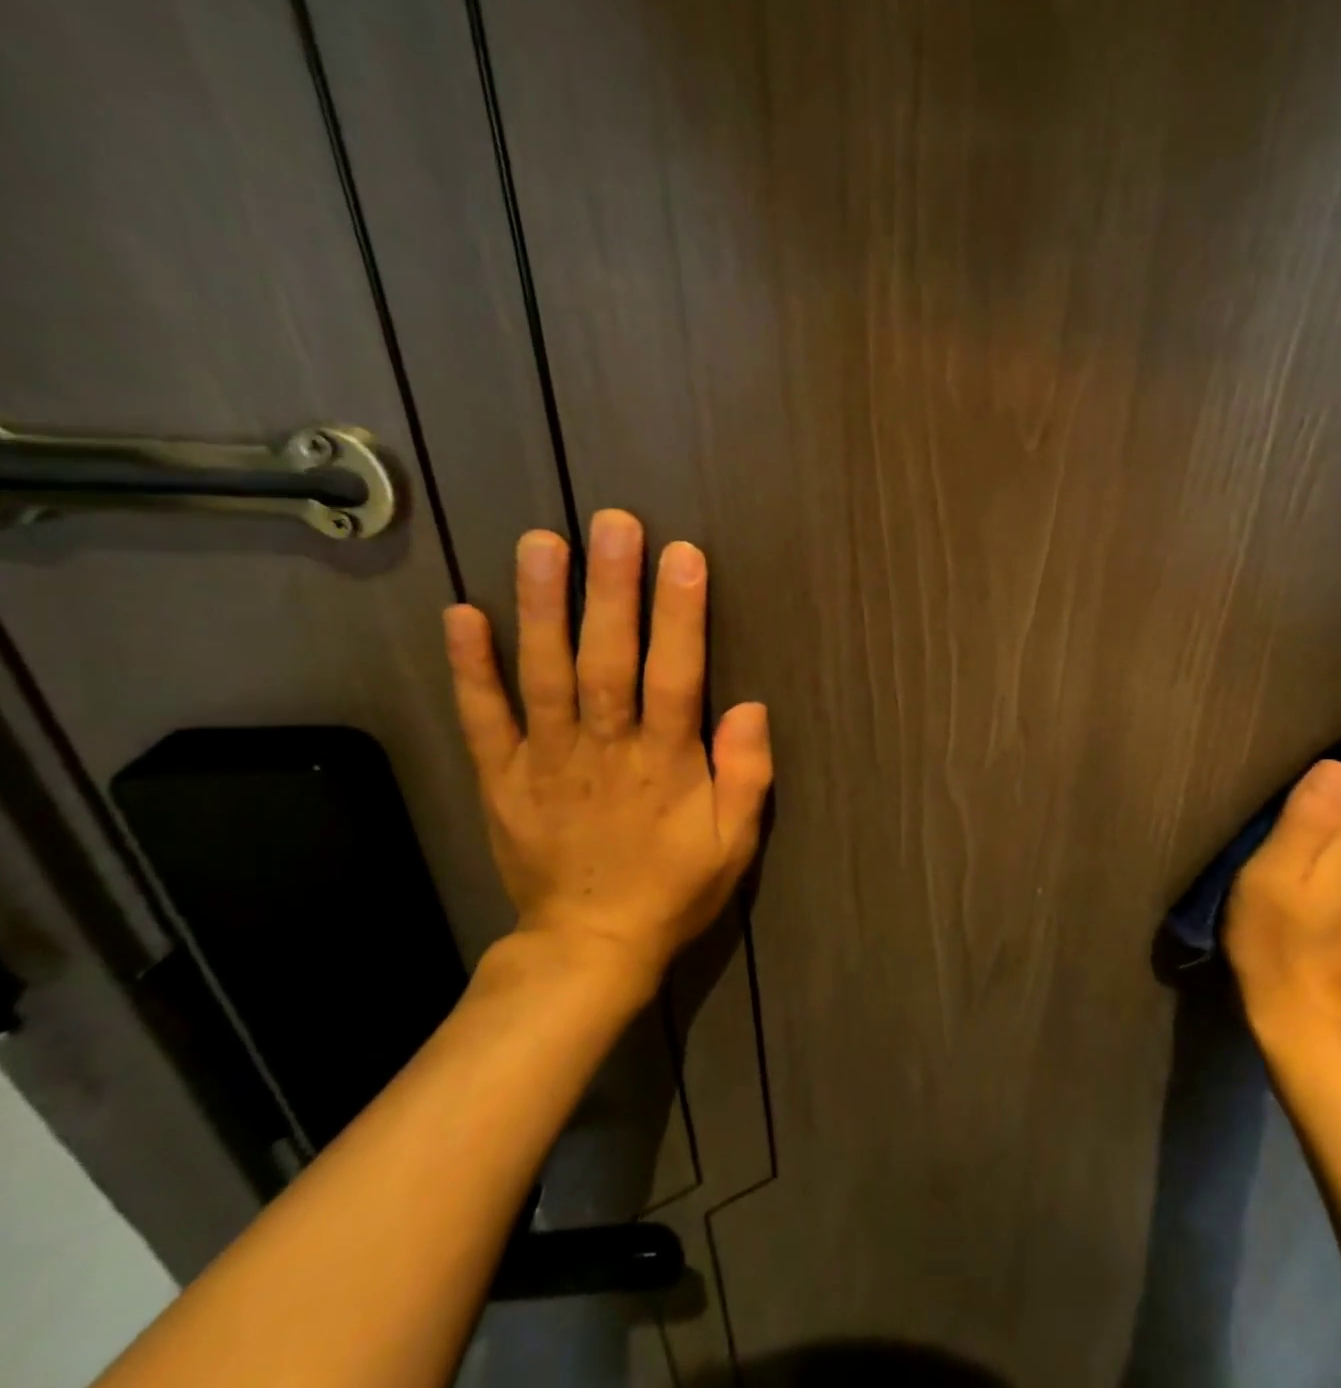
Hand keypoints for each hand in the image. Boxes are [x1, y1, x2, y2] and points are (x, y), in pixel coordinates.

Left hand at [441, 510, 772, 999]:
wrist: (589, 946)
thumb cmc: (675, 887)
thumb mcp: (736, 843)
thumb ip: (748, 776)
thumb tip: (750, 706)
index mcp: (665, 765)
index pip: (676, 677)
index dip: (681, 616)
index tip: (684, 556)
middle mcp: (604, 750)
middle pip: (606, 661)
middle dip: (611, 590)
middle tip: (613, 523)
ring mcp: (545, 761)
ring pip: (543, 675)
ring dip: (541, 608)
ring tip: (542, 544)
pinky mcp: (501, 778)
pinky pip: (483, 718)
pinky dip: (469, 668)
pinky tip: (462, 614)